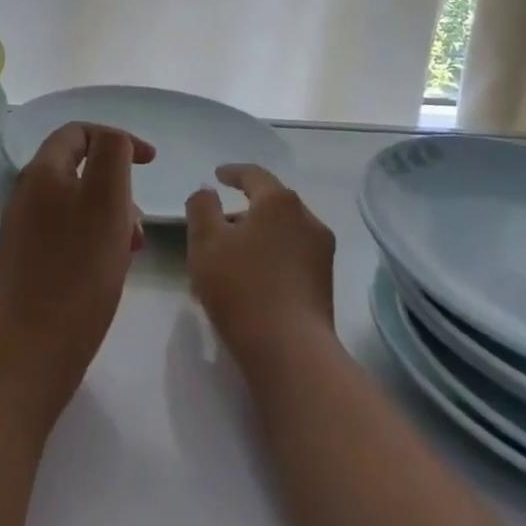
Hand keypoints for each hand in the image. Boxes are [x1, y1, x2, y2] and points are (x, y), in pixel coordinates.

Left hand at [0, 123, 154, 420]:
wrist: (32, 349)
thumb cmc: (78, 268)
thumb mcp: (107, 198)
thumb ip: (112, 154)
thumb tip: (113, 141)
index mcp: (41, 172)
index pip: (79, 132)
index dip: (118, 138)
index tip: (151, 162)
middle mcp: (26, 195)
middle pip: (79, 170)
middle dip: (118, 186)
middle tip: (139, 222)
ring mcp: (23, 230)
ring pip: (77, 204)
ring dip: (110, 216)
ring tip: (131, 250)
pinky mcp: (27, 263)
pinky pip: (67, 234)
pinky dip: (94, 239)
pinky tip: (110, 268)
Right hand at [186, 164, 336, 379]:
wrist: (291, 353)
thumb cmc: (243, 288)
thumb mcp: (206, 242)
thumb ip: (201, 207)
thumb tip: (208, 191)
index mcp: (280, 201)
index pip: (254, 175)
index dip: (233, 172)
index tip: (217, 176)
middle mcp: (307, 218)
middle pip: (269, 205)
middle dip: (240, 213)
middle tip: (214, 228)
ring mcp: (320, 252)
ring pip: (279, 233)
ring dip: (253, 239)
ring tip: (226, 262)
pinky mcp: (324, 283)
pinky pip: (290, 257)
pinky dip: (267, 259)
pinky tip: (248, 282)